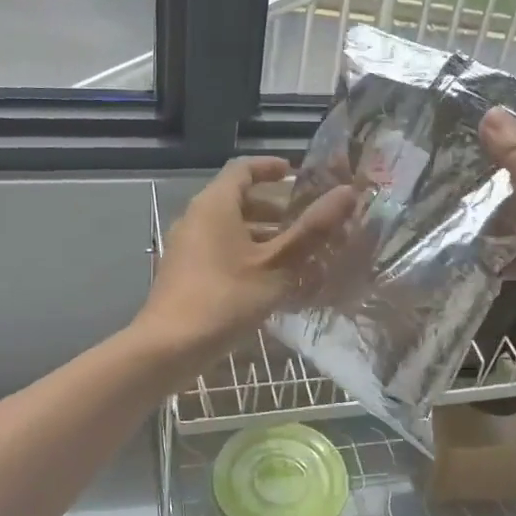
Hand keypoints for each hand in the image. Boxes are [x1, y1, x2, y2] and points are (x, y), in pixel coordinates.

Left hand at [137, 158, 357, 369]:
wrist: (168, 347)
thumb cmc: (225, 298)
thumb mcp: (277, 265)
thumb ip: (312, 230)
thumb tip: (347, 193)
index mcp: (215, 205)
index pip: (243, 169)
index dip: (272, 168)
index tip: (299, 175)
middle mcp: (197, 218)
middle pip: (239, 199)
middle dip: (276, 208)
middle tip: (310, 221)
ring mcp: (188, 246)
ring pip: (232, 228)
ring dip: (265, 235)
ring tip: (300, 253)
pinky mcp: (186, 272)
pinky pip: (222, 250)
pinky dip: (249, 254)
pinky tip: (273, 280)